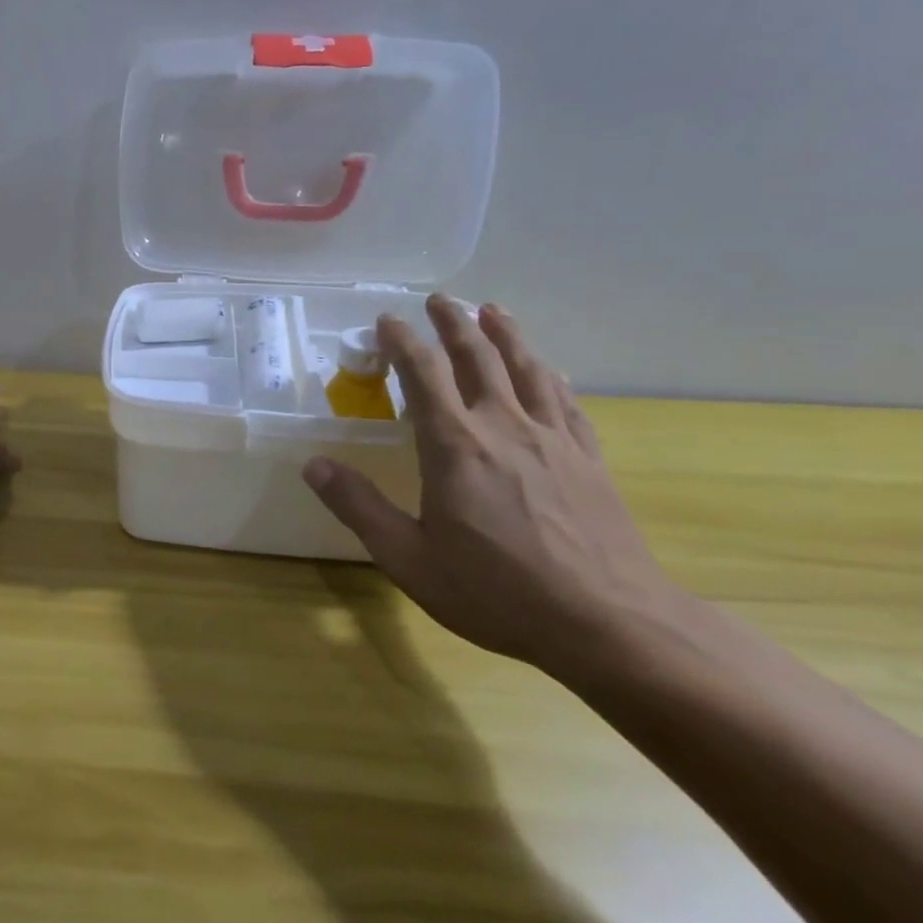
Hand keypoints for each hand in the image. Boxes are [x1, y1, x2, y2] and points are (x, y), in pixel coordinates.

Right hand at [302, 295, 681, 677]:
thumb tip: (313, 465)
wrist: (608, 623)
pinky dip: (550, 376)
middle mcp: (503, 426)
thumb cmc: (497, 591)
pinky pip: (566, 402)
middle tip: (438, 299)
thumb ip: (359, 506)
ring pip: (527, 368)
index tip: (387, 320)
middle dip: (453, 323)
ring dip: (505, 334)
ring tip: (492, 310)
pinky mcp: (588, 459)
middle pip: (477, 357)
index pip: (423, 373)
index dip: (402, 341)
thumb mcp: (409, 558)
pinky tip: (549, 370)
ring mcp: (552, 439)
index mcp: (454, 444)